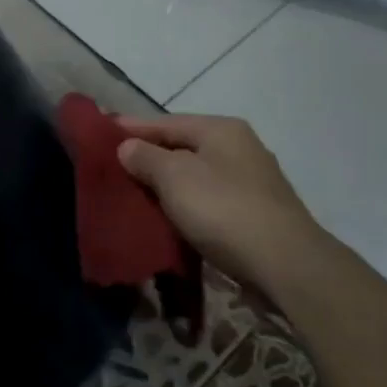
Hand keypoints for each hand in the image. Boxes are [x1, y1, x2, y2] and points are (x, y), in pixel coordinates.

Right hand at [116, 114, 329, 295]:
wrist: (286, 265)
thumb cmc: (224, 209)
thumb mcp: (174, 177)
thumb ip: (145, 157)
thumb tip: (127, 146)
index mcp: (221, 129)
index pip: (165, 121)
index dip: (131, 127)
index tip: (100, 132)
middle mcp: (239, 148)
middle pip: (181, 147)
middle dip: (147, 157)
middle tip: (112, 168)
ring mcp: (249, 182)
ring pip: (194, 176)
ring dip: (165, 184)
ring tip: (132, 194)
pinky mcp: (253, 214)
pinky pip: (207, 200)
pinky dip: (184, 205)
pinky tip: (166, 216)